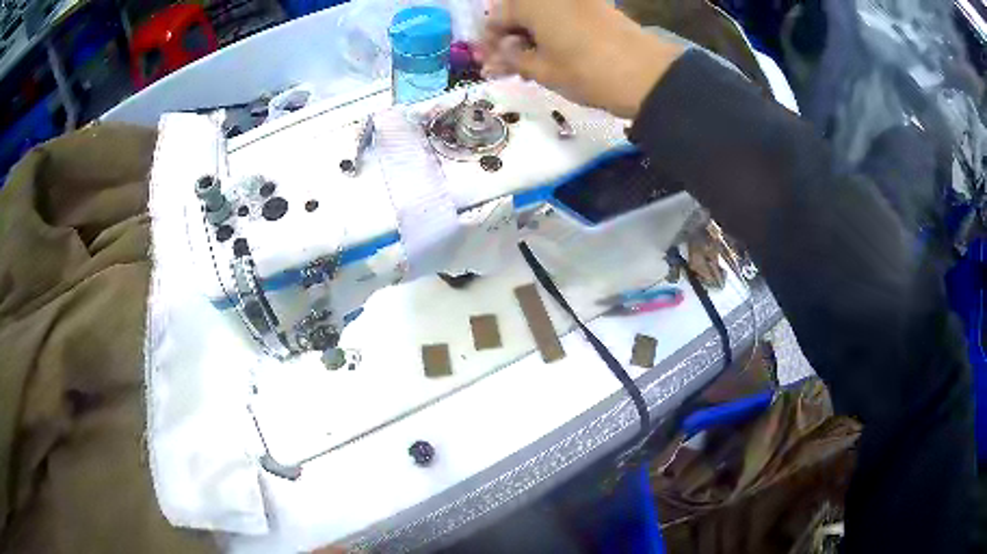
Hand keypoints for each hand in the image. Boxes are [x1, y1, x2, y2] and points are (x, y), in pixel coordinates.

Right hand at [479, 0, 683, 118]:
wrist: (646, 74)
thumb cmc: (586, 71)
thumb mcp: (542, 70)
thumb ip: (514, 58)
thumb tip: (504, 50)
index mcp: (530, 3)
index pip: (495, 18)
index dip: (488, 42)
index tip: (486, 63)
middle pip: (517, 13)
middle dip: (508, 39)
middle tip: (503, 66)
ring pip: (539, 15)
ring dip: (528, 36)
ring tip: (524, 66)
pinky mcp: (595, 7)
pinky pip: (561, 15)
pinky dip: (550, 32)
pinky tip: (548, 54)